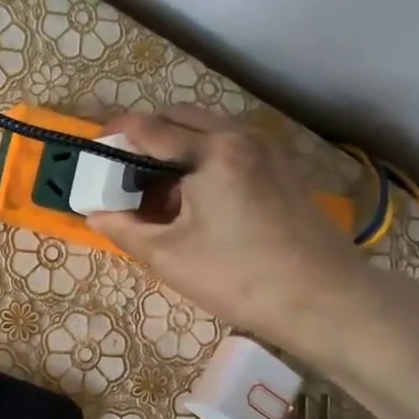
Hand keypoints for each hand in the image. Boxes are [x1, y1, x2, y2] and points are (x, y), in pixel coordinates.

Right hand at [85, 108, 371, 355]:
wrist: (325, 299)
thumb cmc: (239, 277)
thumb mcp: (170, 256)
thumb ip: (125, 229)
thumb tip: (93, 216)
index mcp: (211, 152)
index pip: (149, 129)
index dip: (115, 135)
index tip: (93, 147)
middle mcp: (240, 137)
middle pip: (179, 118)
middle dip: (145, 136)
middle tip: (122, 171)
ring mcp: (266, 150)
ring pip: (206, 130)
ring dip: (174, 147)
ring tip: (156, 190)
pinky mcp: (280, 168)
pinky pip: (229, 146)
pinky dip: (201, 158)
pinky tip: (193, 199)